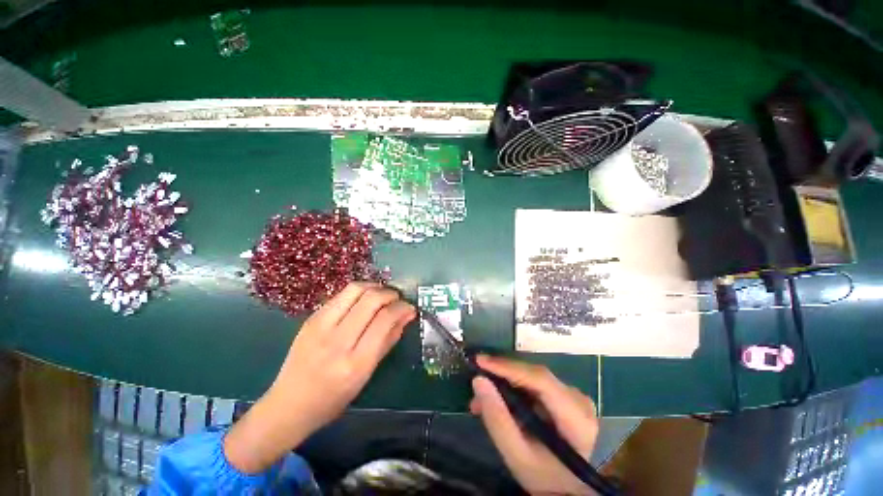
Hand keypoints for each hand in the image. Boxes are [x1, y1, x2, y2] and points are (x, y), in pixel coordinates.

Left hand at [224, 282, 415, 472]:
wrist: (289, 405)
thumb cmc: (333, 398)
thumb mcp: (367, 375)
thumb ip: (389, 340)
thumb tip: (406, 315)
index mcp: (355, 362)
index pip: (385, 320)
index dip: (401, 308)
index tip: (409, 307)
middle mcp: (337, 341)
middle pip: (371, 299)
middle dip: (390, 294)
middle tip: (397, 299)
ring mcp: (320, 326)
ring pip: (355, 289)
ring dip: (375, 287)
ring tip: (382, 294)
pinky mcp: (311, 318)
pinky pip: (341, 295)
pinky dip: (359, 292)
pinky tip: (364, 300)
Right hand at [470, 355, 598, 494]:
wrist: (569, 487)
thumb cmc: (545, 477)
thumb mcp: (518, 456)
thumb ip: (498, 420)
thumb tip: (478, 380)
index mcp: (577, 418)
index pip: (541, 380)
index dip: (509, 368)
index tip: (480, 362)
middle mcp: (578, 398)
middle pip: (535, 375)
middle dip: (502, 375)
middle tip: (476, 382)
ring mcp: (572, 394)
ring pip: (532, 376)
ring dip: (505, 382)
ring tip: (481, 398)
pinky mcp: (564, 394)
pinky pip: (534, 383)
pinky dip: (513, 388)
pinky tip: (498, 398)